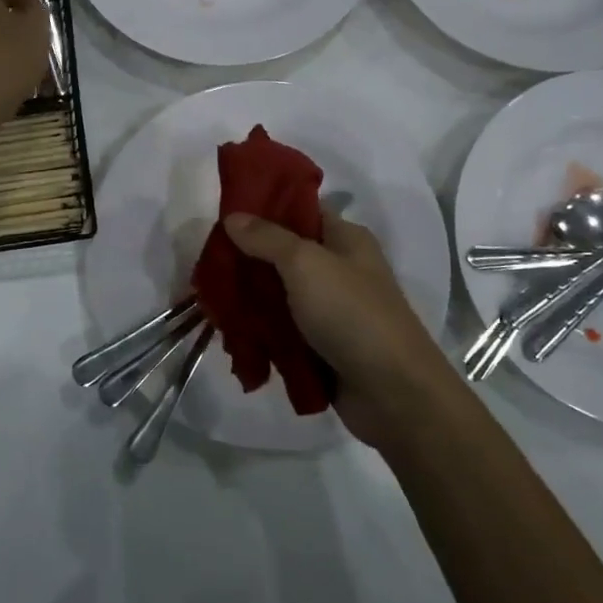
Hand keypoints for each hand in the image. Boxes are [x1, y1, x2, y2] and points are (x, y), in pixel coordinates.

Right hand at [223, 208, 461, 447]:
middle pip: (284, 255)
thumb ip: (267, 238)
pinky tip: (230, 333)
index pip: (300, 211)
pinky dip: (260, 332)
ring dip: (249, 300)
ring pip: (279, 296)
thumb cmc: (352, 314)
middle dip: (248, 259)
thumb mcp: (306, 264)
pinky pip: (283, 331)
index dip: (265, 208)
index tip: (224, 213)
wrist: (394, 394)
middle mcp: (339, 270)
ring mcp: (330, 311)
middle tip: (208, 262)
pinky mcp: (322, 347)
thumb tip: (233, 216)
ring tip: (210, 301)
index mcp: (345, 240)